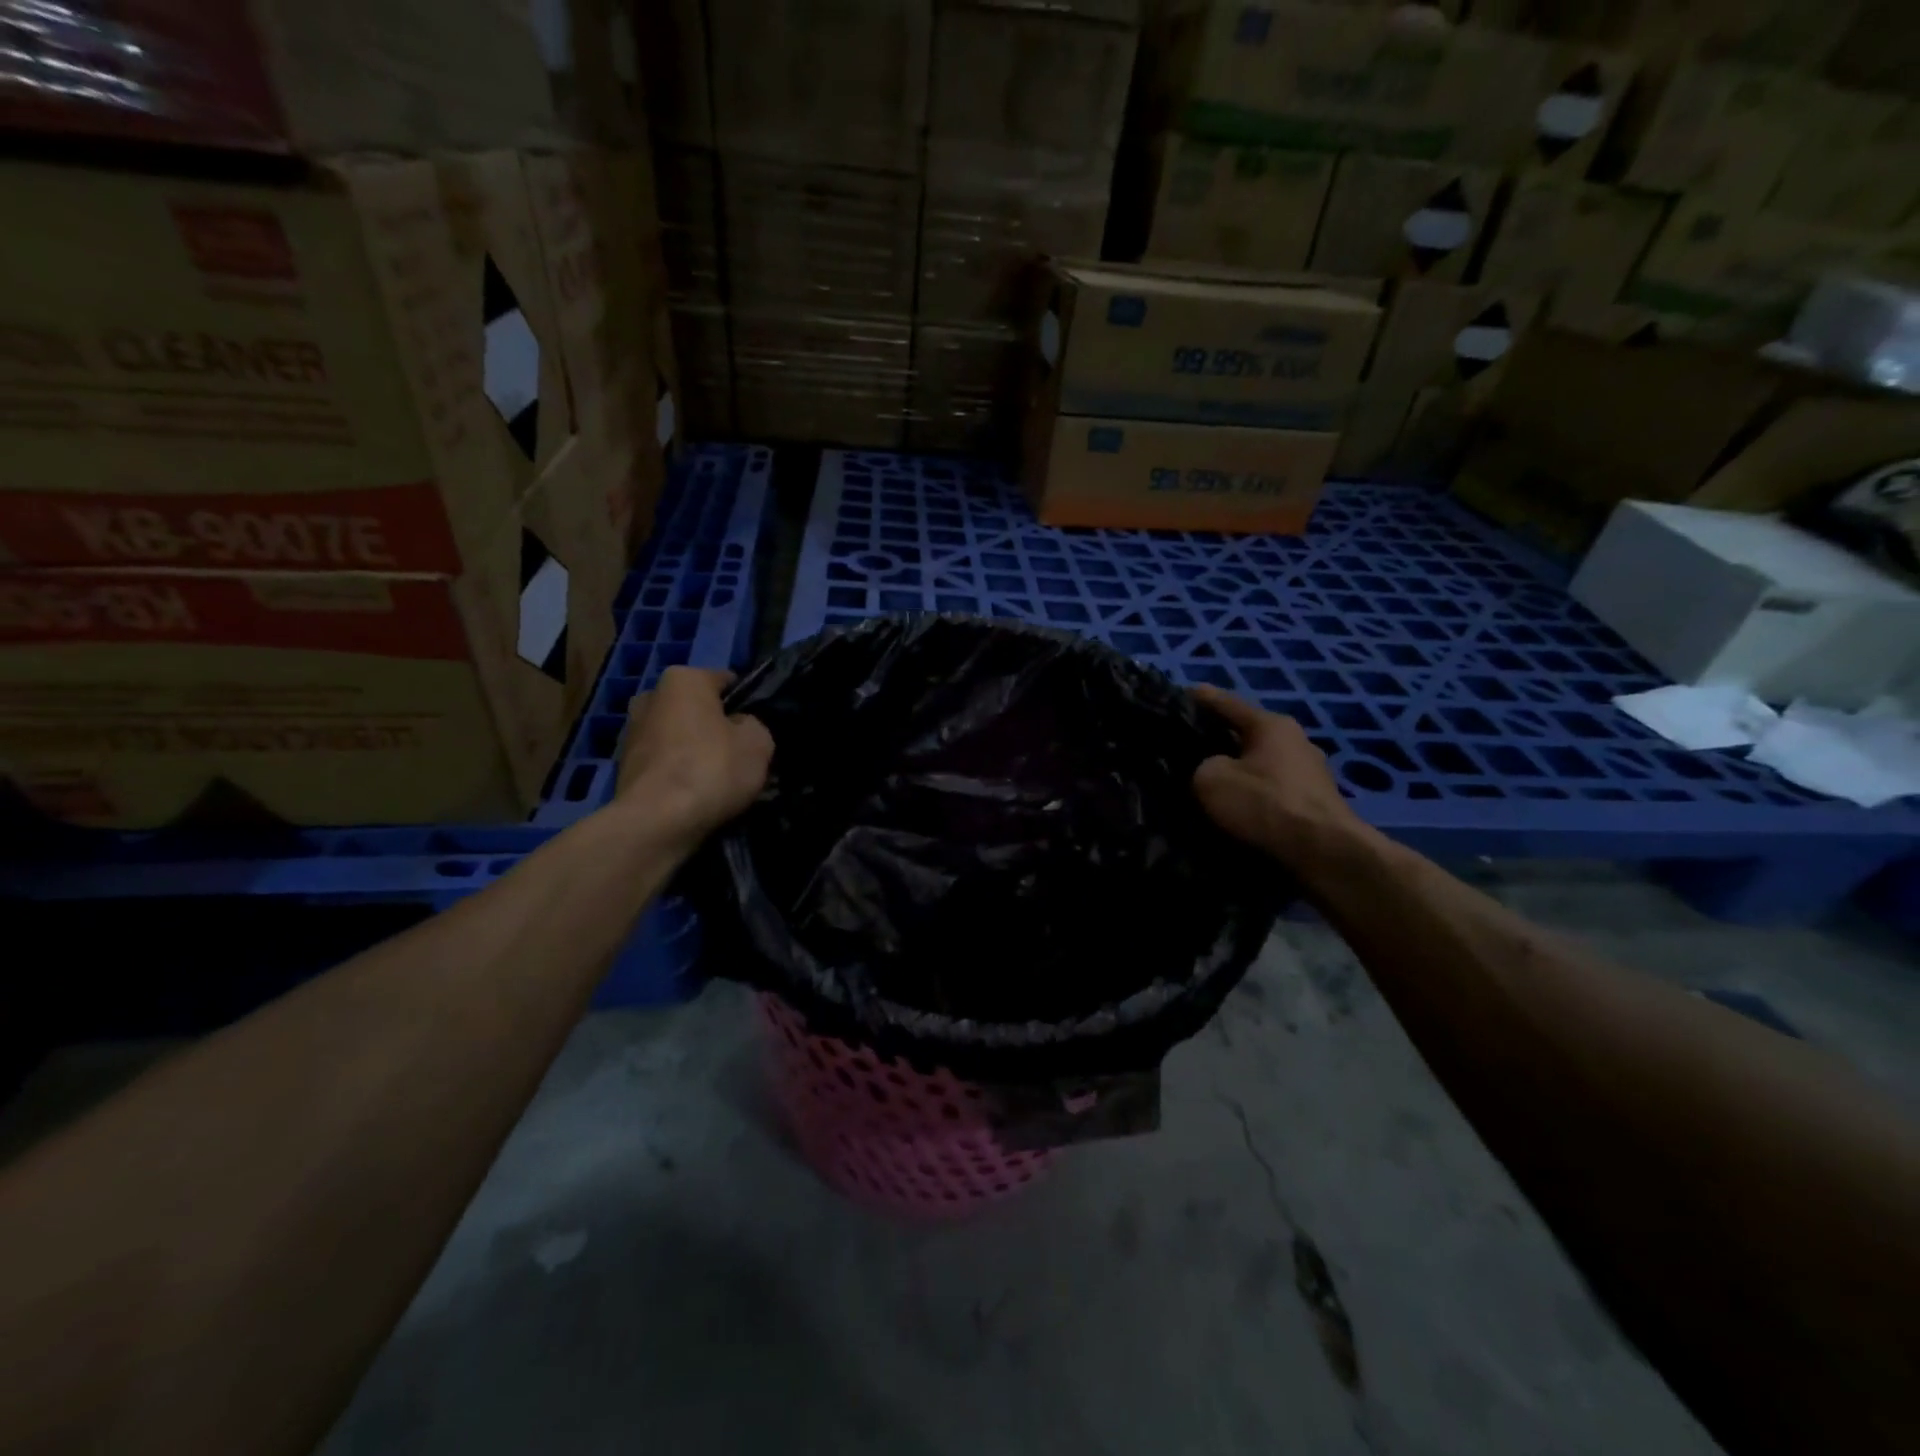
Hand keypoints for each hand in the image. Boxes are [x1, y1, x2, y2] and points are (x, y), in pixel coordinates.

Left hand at [614, 667, 773, 846]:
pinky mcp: (622, 766)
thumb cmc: (711, 769)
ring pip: (677, 736)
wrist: (656, 821)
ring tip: (715, 781)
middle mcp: (650, 696)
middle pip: (696, 709)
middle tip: (737, 755)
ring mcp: (630, 732)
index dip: (746, 704)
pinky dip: (676, 773)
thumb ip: (753, 725)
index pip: (726, 682)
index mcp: (683, 679)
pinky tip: (692, 795)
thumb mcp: (758, 742)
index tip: (756, 730)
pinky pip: (663, 763)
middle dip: (714, 726)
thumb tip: (738, 728)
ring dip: (693, 750)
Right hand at [1191, 685, 1369, 866]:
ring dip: (1238, 769)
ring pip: (1261, 763)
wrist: (1324, 853)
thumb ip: (1200, 765)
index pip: (1226, 703)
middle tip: (1186, 745)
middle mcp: (1296, 740)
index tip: (1179, 694)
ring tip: (1210, 780)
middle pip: (1246, 733)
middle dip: (1218, 738)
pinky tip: (1238, 806)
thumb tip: (1209, 769)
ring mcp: (1311, 772)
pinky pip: (1273, 789)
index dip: (1199, 698)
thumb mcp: (1211, 779)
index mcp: (1271, 724)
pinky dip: (1254, 794)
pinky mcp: (1315, 803)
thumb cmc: (1265, 805)